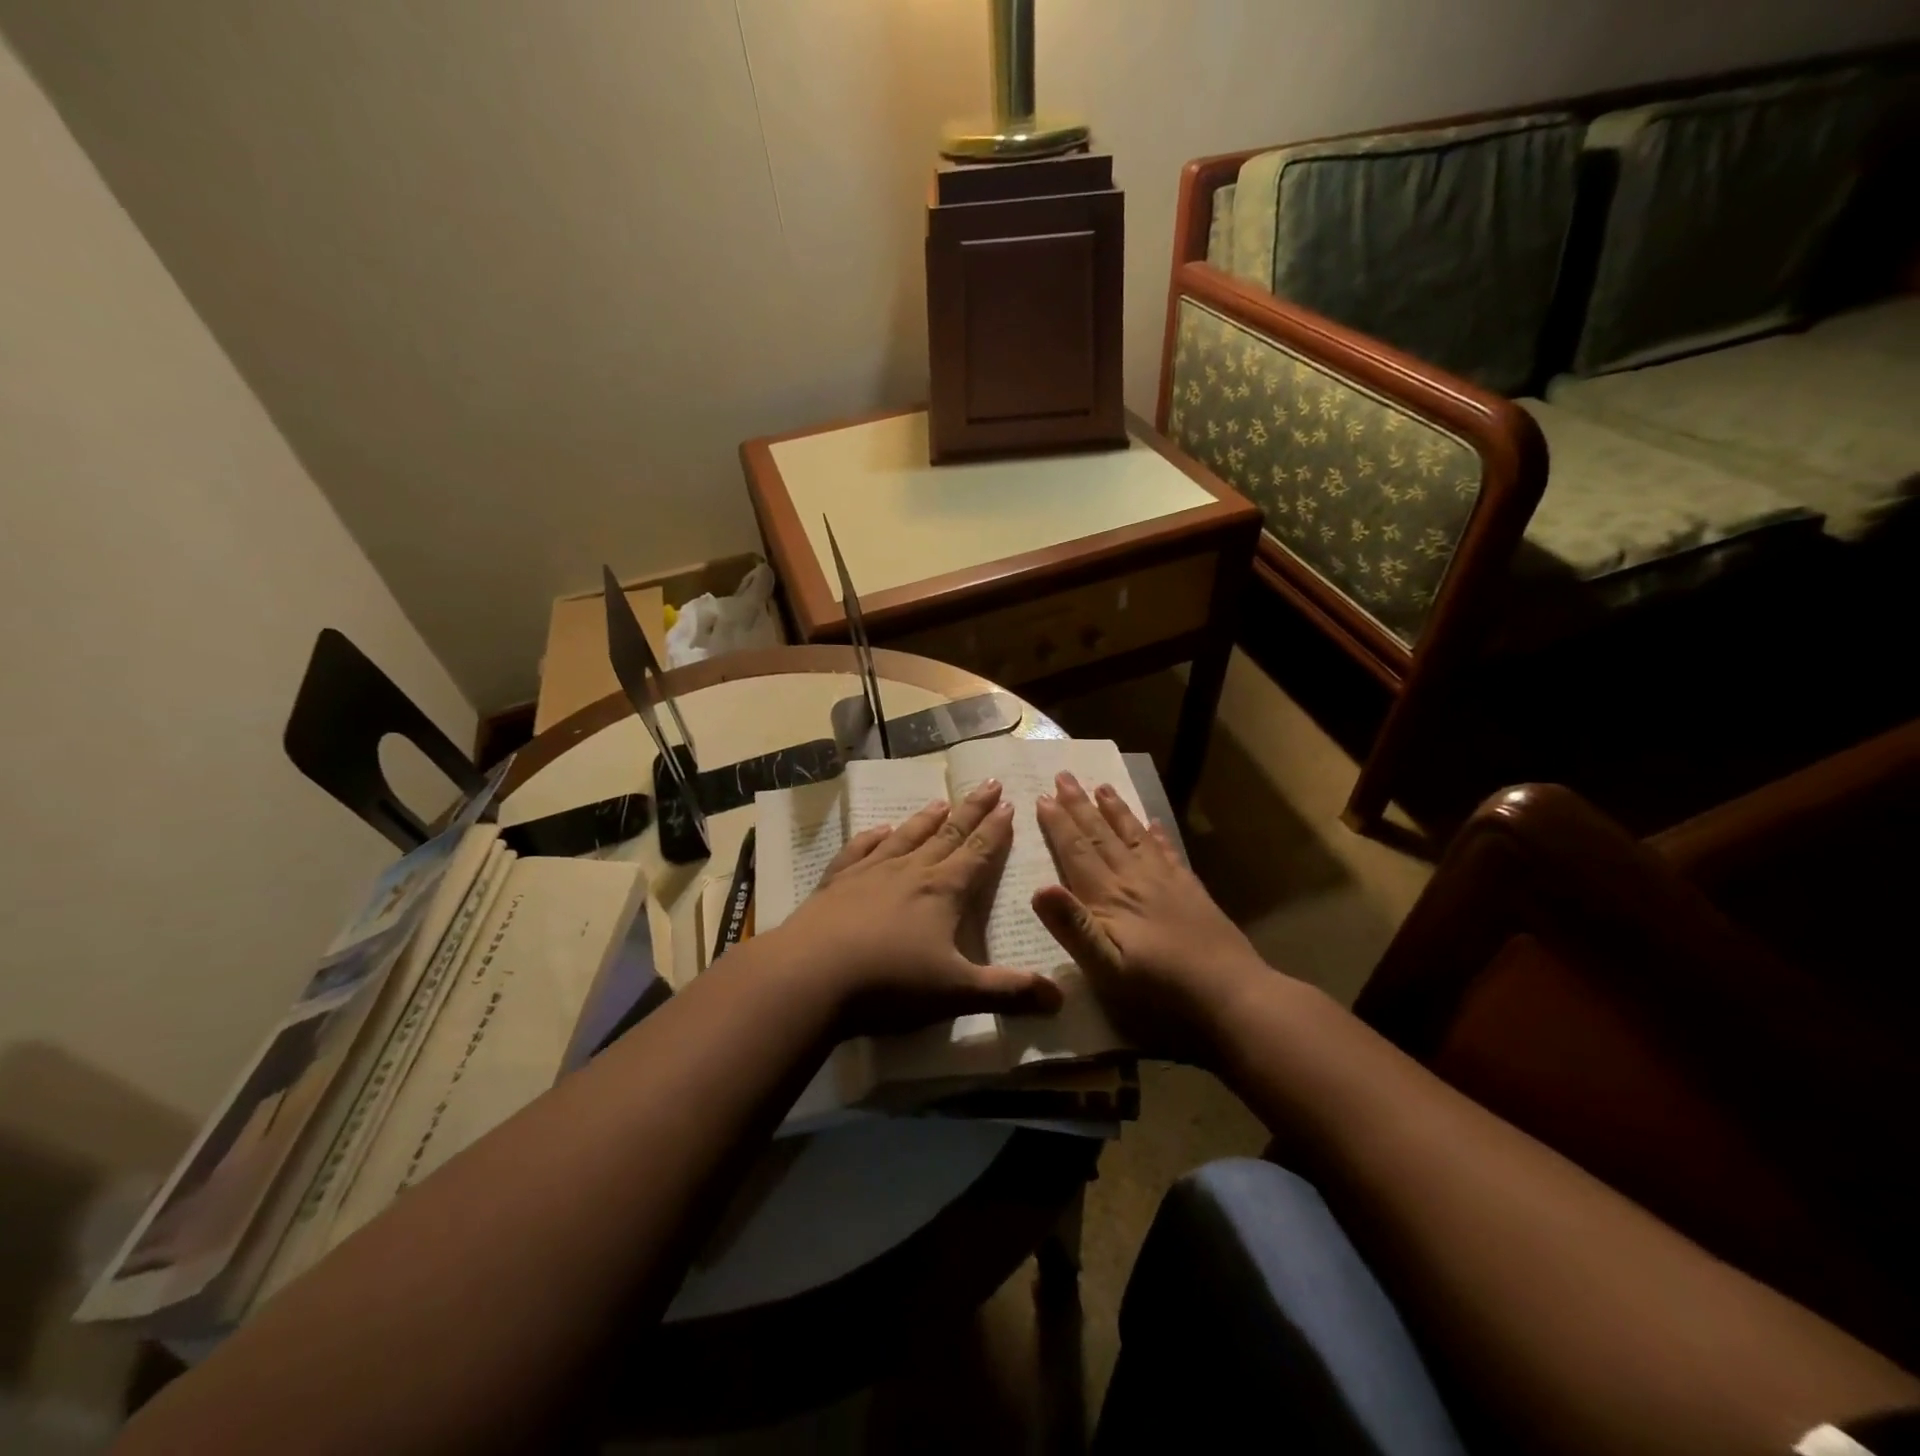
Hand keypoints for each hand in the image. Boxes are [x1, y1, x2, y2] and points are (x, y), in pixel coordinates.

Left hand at [770, 779, 1064, 1036]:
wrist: (811, 975)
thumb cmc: (890, 983)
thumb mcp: (956, 993)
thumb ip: (1008, 992)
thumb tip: (1061, 999)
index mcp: (943, 892)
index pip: (978, 852)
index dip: (996, 829)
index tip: (1010, 803)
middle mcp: (910, 871)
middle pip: (948, 834)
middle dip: (971, 809)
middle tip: (989, 783)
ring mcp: (870, 872)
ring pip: (906, 837)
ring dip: (927, 818)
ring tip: (941, 801)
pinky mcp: (837, 882)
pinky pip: (860, 850)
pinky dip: (873, 837)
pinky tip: (880, 830)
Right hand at [1032, 772, 1268, 1058]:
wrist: (1232, 995)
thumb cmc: (1160, 991)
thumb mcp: (1106, 969)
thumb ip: (1073, 928)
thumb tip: (1038, 888)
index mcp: (1109, 898)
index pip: (1077, 852)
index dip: (1058, 824)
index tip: (1043, 796)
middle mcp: (1135, 880)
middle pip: (1102, 835)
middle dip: (1080, 805)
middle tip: (1065, 775)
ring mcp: (1166, 882)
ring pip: (1134, 836)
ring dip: (1115, 810)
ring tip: (1102, 786)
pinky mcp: (1190, 891)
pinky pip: (1168, 853)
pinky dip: (1156, 834)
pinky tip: (1153, 822)